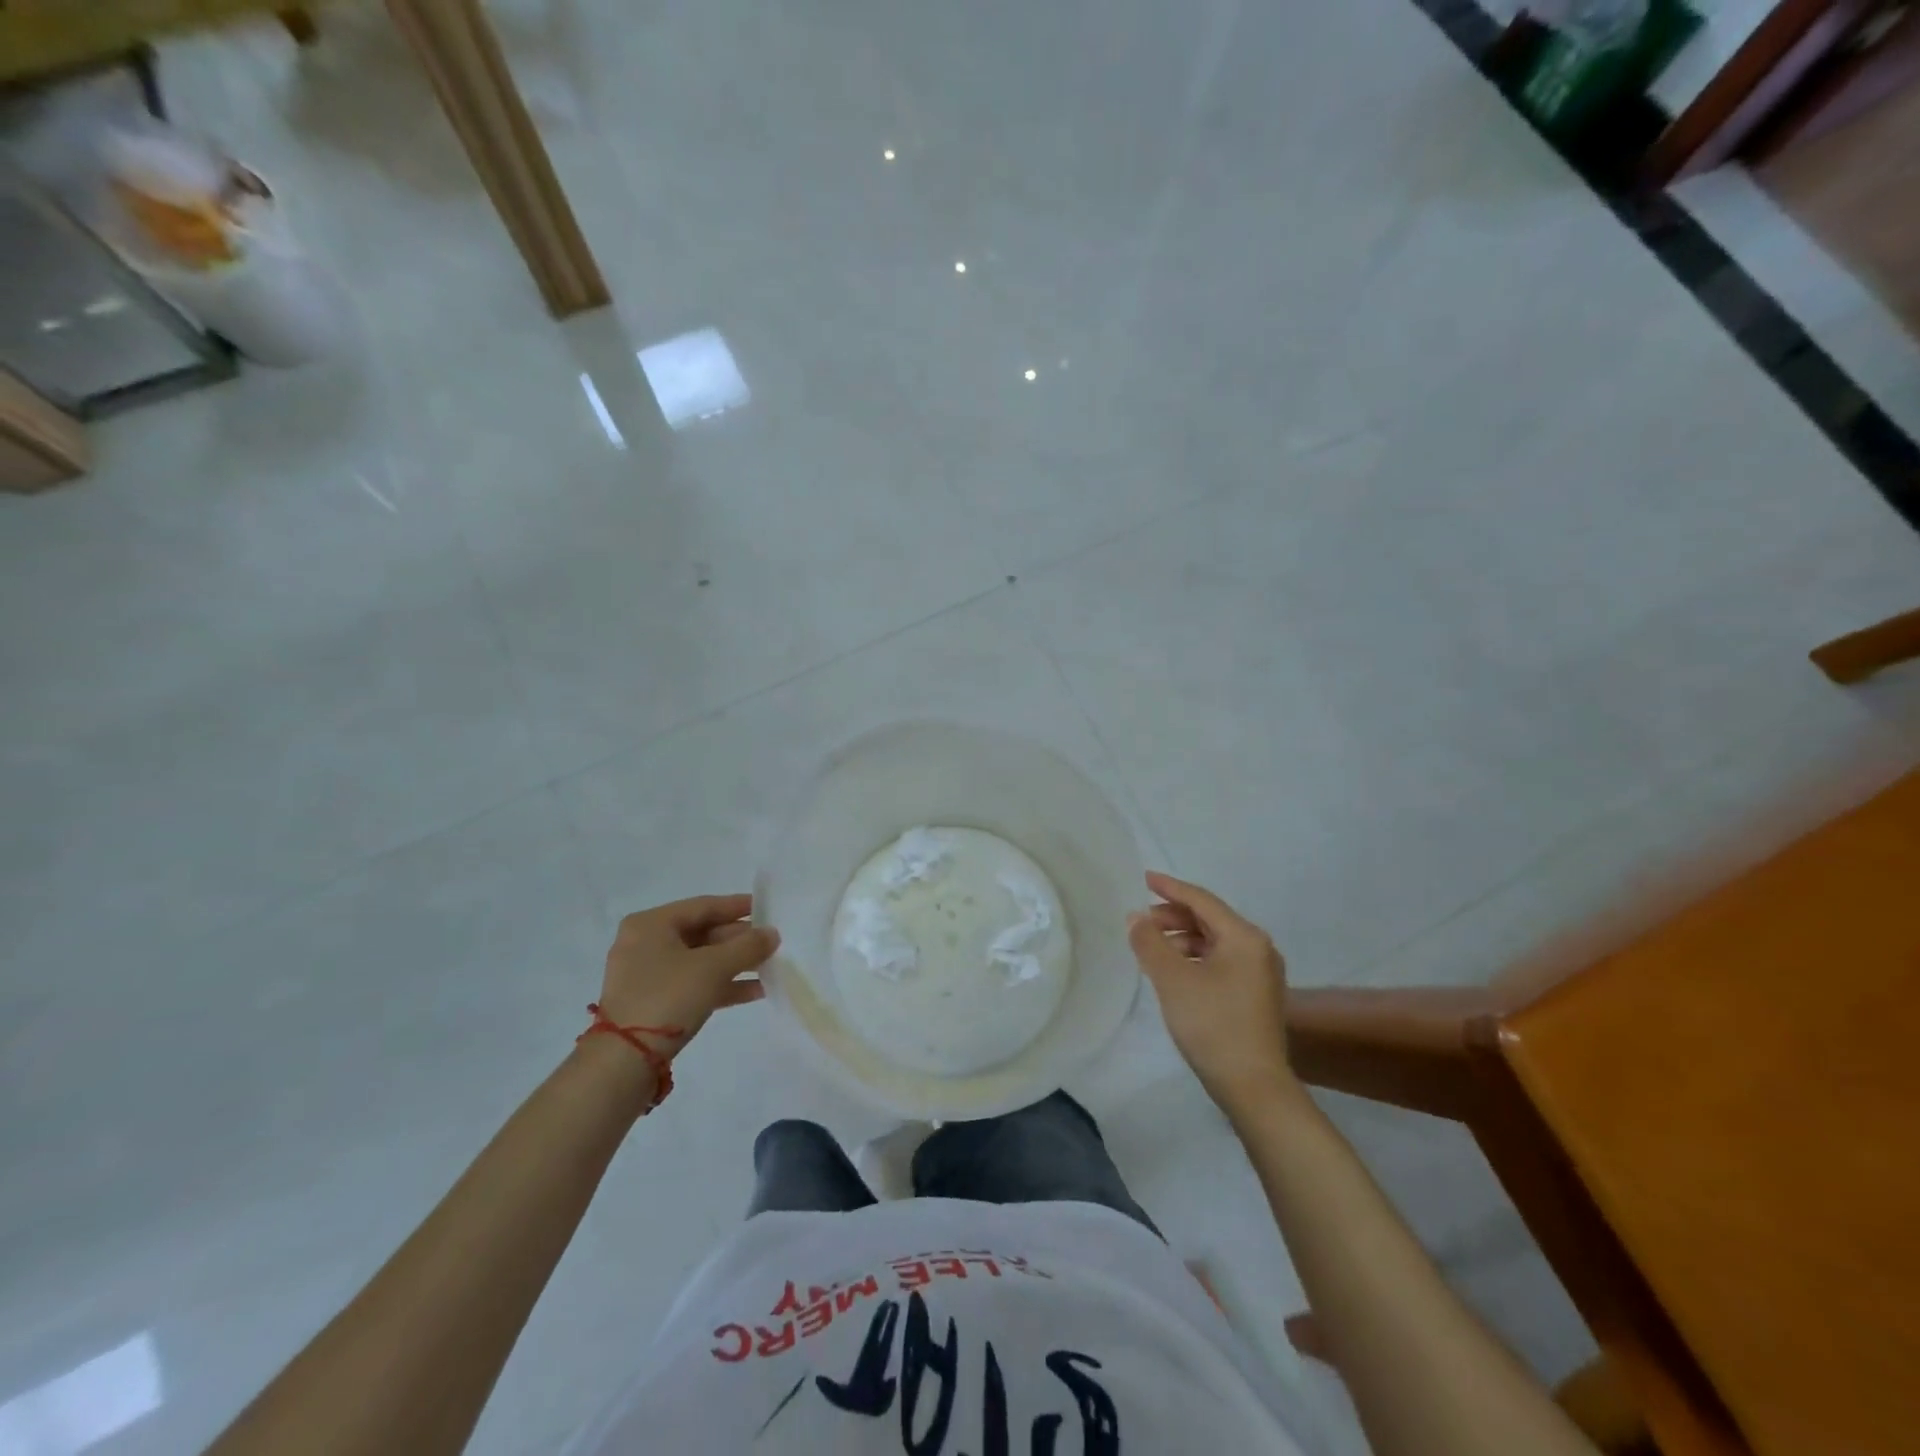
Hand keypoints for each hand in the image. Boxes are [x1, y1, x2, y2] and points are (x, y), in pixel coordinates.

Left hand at [597, 894, 779, 1051]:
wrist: (625, 1060)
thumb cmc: (668, 997)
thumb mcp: (714, 967)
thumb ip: (748, 946)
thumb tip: (773, 933)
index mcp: (651, 924)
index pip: (703, 906)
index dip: (737, 906)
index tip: (766, 907)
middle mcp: (645, 943)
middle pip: (702, 933)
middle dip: (739, 940)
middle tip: (772, 942)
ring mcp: (647, 975)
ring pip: (700, 961)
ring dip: (735, 964)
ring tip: (770, 966)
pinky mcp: (653, 1002)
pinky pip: (693, 983)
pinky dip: (721, 985)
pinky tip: (755, 991)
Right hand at [1128, 872, 1298, 1113]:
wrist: (1254, 1087)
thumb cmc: (1213, 1025)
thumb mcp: (1173, 979)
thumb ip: (1150, 942)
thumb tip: (1136, 917)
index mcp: (1244, 937)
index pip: (1202, 900)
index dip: (1170, 888)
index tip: (1143, 878)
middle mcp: (1259, 948)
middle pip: (1210, 919)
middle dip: (1173, 916)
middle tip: (1140, 922)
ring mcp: (1261, 973)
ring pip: (1214, 942)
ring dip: (1182, 939)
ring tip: (1152, 948)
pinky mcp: (1256, 995)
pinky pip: (1221, 961)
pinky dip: (1195, 958)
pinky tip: (1174, 972)